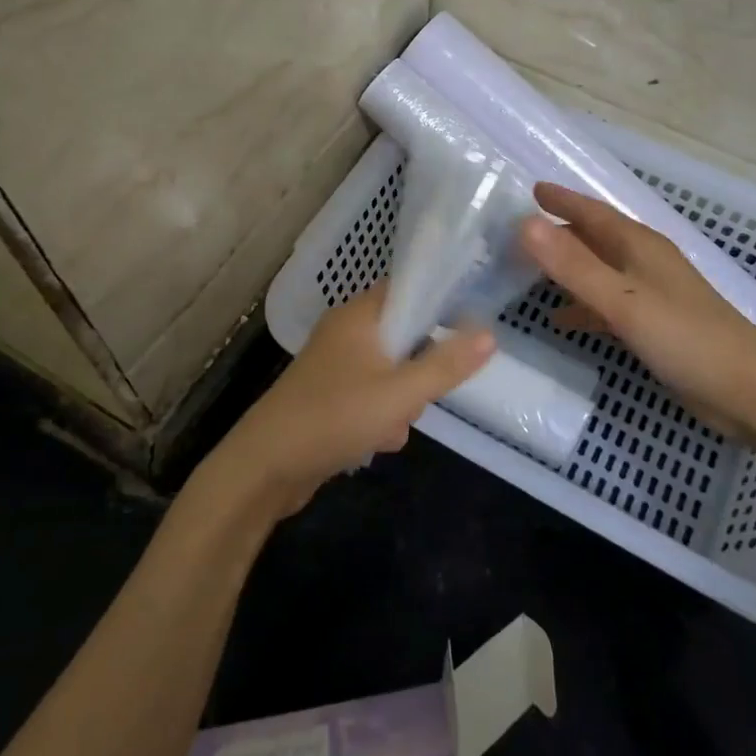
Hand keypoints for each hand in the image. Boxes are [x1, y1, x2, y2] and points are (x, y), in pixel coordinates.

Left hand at [200, 284, 495, 519]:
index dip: (439, 302)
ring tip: (394, 425)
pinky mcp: (328, 397)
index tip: (468, 325)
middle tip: (421, 393)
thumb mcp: (401, 392)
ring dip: (402, 400)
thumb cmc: (335, 416)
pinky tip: (377, 442)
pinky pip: (370, 396)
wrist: (266, 467)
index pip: (407, 288)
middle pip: (404, 335)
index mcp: (359, 316)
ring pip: (390, 371)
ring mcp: (334, 366)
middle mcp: (345, 333)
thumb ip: (446, 364)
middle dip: (420, 368)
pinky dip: (380, 417)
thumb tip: (490, 333)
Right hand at [519, 184, 755, 467]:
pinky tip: (560, 319)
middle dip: (559, 232)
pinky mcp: (653, 324)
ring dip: (567, 269)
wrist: (748, 391)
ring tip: (529, 272)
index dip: (563, 200)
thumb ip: (572, 264)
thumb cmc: (684, 338)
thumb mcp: (621, 300)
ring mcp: (651, 293)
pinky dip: (581, 305)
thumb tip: (525, 224)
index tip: (532, 190)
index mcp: (640, 246)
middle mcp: (644, 262)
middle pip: (595, 238)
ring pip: (599, 270)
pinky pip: (606, 303)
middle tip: (519, 233)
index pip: (594, 212)